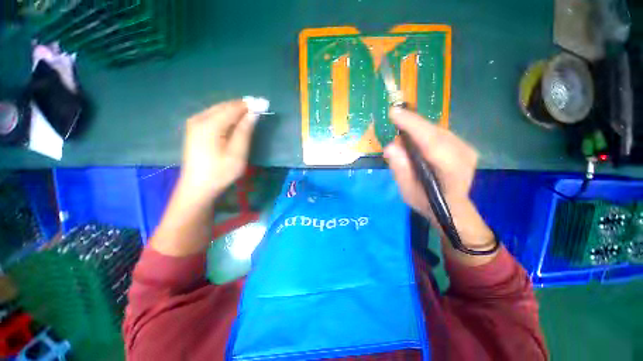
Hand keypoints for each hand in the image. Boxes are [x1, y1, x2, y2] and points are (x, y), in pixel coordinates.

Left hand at [179, 100, 257, 201]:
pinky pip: (213, 115)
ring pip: (218, 110)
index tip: (264, 102)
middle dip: (242, 106)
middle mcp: (199, 118)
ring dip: (235, 110)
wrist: (197, 187)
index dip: (249, 105)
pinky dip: (226, 115)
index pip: (233, 108)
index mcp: (210, 124)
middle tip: (259, 107)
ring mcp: (194, 123)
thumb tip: (254, 114)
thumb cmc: (220, 172)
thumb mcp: (237, 153)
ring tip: (250, 112)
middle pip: (225, 106)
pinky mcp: (194, 129)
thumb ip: (245, 131)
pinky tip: (235, 120)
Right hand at [383, 107, 496, 259]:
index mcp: (451, 171)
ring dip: (417, 127)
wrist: (452, 207)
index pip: (431, 142)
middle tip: (393, 118)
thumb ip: (401, 170)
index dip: (412, 126)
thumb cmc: (426, 202)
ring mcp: (467, 148)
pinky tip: (414, 137)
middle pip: (435, 132)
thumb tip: (390, 147)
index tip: (394, 113)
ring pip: (437, 130)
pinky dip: (424, 131)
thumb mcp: (407, 192)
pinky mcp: (464, 145)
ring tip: (401, 130)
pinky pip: (440, 133)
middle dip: (412, 123)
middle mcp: (463, 155)